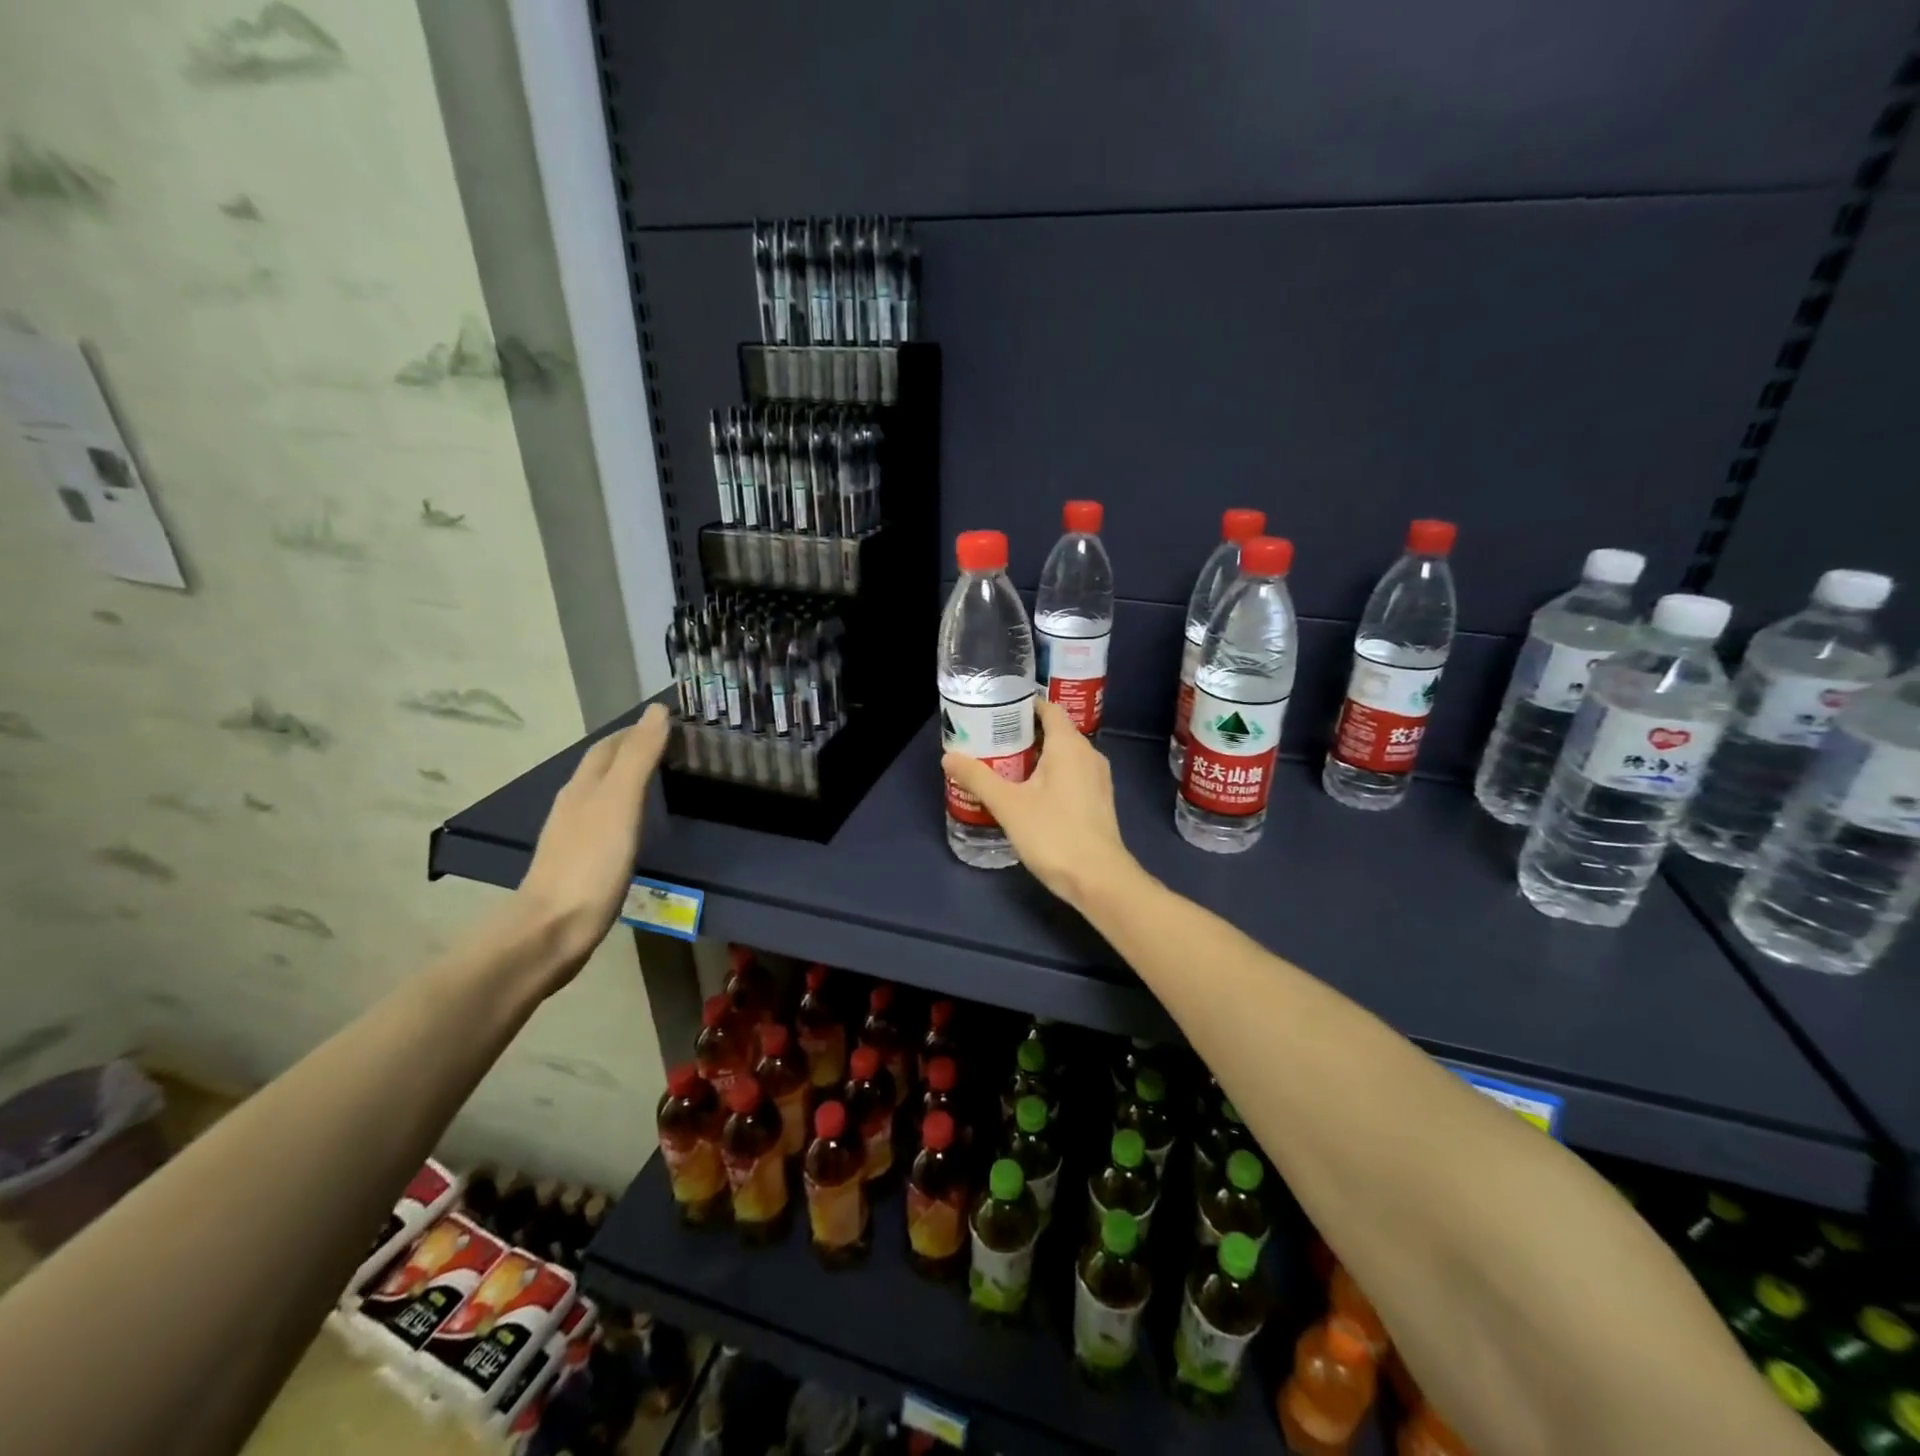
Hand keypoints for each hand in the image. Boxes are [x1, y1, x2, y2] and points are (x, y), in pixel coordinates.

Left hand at [515, 704, 670, 977]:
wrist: (552, 929)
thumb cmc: (591, 862)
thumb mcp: (621, 802)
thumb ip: (639, 756)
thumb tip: (657, 709)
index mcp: (583, 787)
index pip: (609, 746)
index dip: (635, 730)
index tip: (668, 722)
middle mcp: (573, 805)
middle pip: (601, 768)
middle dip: (630, 751)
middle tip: (669, 747)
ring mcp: (572, 837)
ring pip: (600, 795)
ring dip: (625, 781)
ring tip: (657, 780)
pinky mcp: (578, 865)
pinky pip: (603, 824)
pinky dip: (622, 812)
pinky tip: (633, 826)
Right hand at [941, 698, 1140, 910]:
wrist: (1098, 879)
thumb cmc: (1053, 834)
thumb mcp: (1008, 805)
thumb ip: (977, 778)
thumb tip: (949, 757)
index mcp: (1069, 745)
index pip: (1048, 708)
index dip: (1023, 705)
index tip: (995, 711)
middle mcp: (1089, 754)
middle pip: (1054, 732)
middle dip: (1022, 734)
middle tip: (989, 741)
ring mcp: (1097, 779)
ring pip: (1063, 756)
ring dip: (1035, 757)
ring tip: (1002, 766)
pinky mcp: (1098, 801)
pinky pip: (1071, 775)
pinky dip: (1049, 776)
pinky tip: (1027, 794)